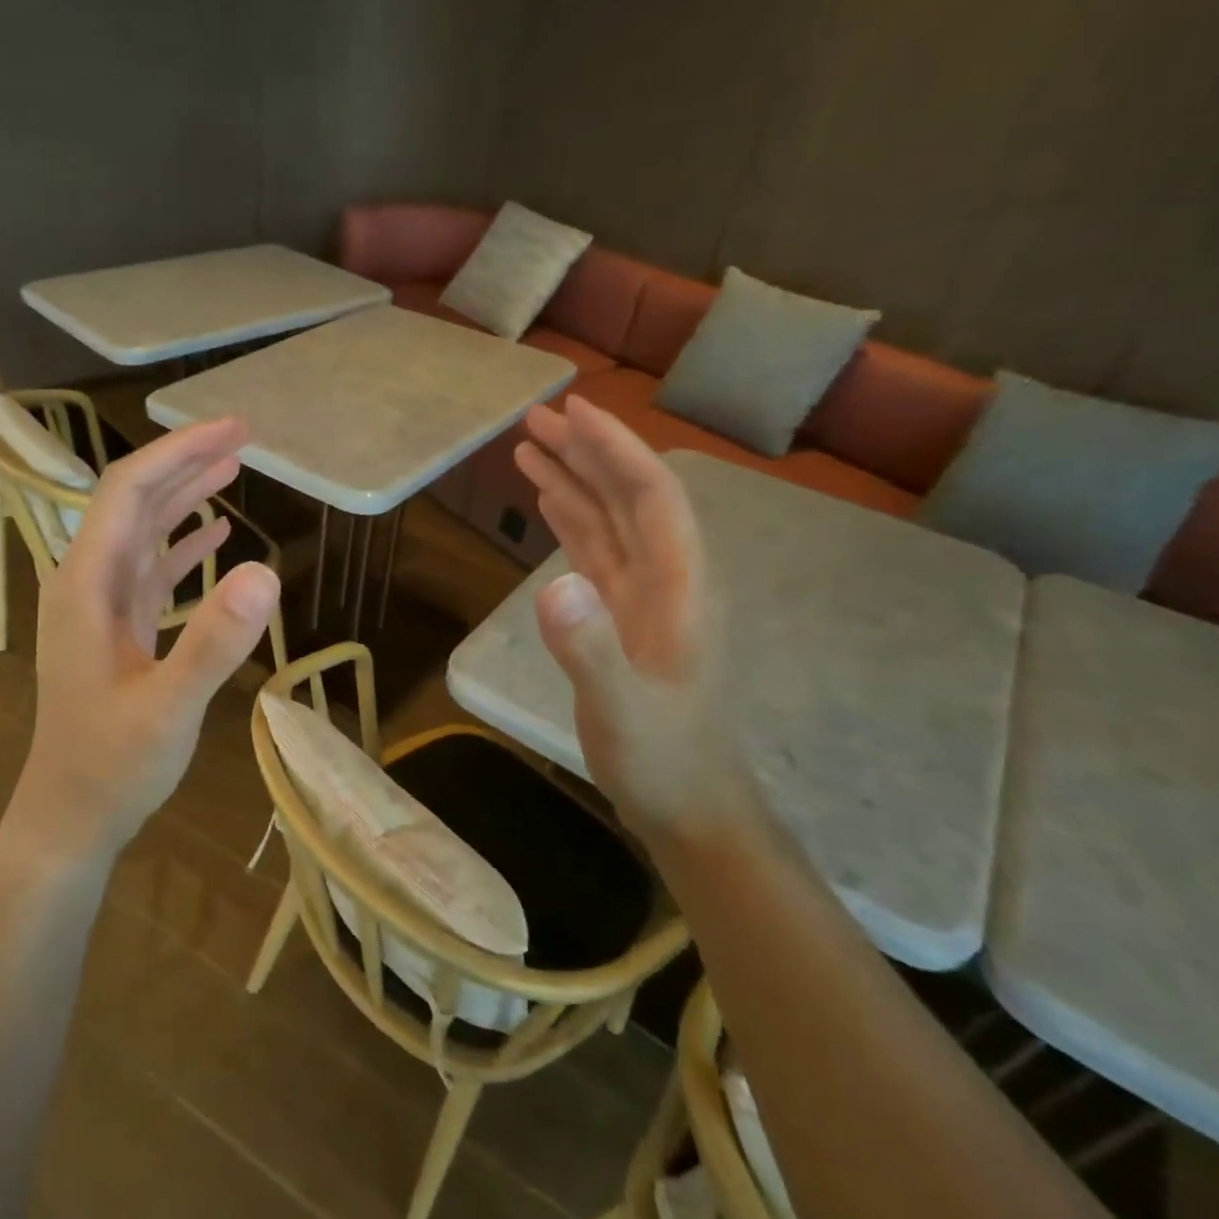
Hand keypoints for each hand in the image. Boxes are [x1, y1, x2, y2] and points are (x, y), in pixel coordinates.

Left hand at [5, 418, 280, 866]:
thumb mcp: (168, 708)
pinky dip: (184, 545)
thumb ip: (213, 642)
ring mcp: (102, 607)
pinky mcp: (119, 630)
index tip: (231, 430)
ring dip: (185, 497)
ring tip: (232, 467)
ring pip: (144, 532)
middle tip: (242, 435)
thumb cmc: (112, 765)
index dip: (178, 454)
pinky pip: (153, 571)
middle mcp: (89, 583)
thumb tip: (265, 571)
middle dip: (185, 462)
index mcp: (87, 585)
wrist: (72, 816)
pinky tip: (216, 536)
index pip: (128, 492)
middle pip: (135, 501)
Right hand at [513, 397, 741, 834]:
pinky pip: (597, 553)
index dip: (615, 449)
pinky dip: (571, 520)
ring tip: (529, 447)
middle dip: (586, 453)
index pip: (651, 496)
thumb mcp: (621, 710)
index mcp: (680, 587)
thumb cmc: (663, 760)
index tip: (573, 412)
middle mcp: (667, 579)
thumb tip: (554, 584)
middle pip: (629, 497)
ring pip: (610, 521)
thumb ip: (590, 650)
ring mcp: (646, 598)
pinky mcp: (624, 617)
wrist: (689, 806)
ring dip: (574, 481)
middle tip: (534, 418)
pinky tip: (548, 503)